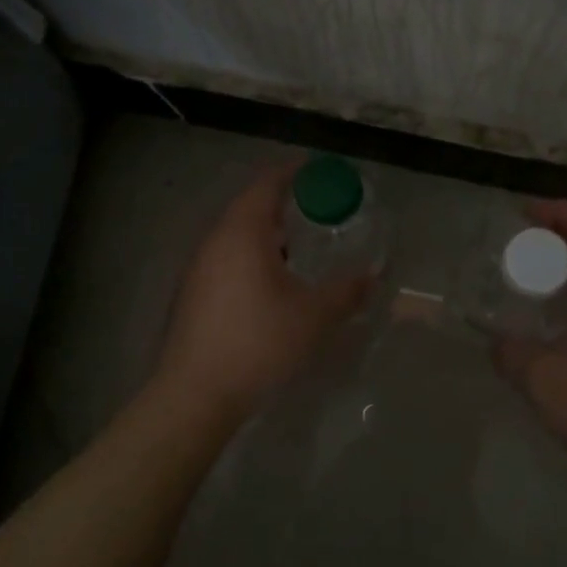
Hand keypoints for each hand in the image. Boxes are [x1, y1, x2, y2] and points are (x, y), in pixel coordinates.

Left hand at [153, 161, 372, 420]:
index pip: (267, 183)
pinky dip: (253, 256)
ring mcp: (199, 268)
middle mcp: (216, 241)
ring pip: (237, 235)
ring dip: (267, 233)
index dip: (293, 172)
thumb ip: (347, 291)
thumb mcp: (315, 316)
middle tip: (317, 209)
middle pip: (250, 206)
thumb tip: (373, 277)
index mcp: (243, 232)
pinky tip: (273, 283)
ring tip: (300, 246)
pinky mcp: (193, 294)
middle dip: (283, 203)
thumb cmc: (259, 342)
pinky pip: (228, 258)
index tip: (318, 170)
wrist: (195, 395)